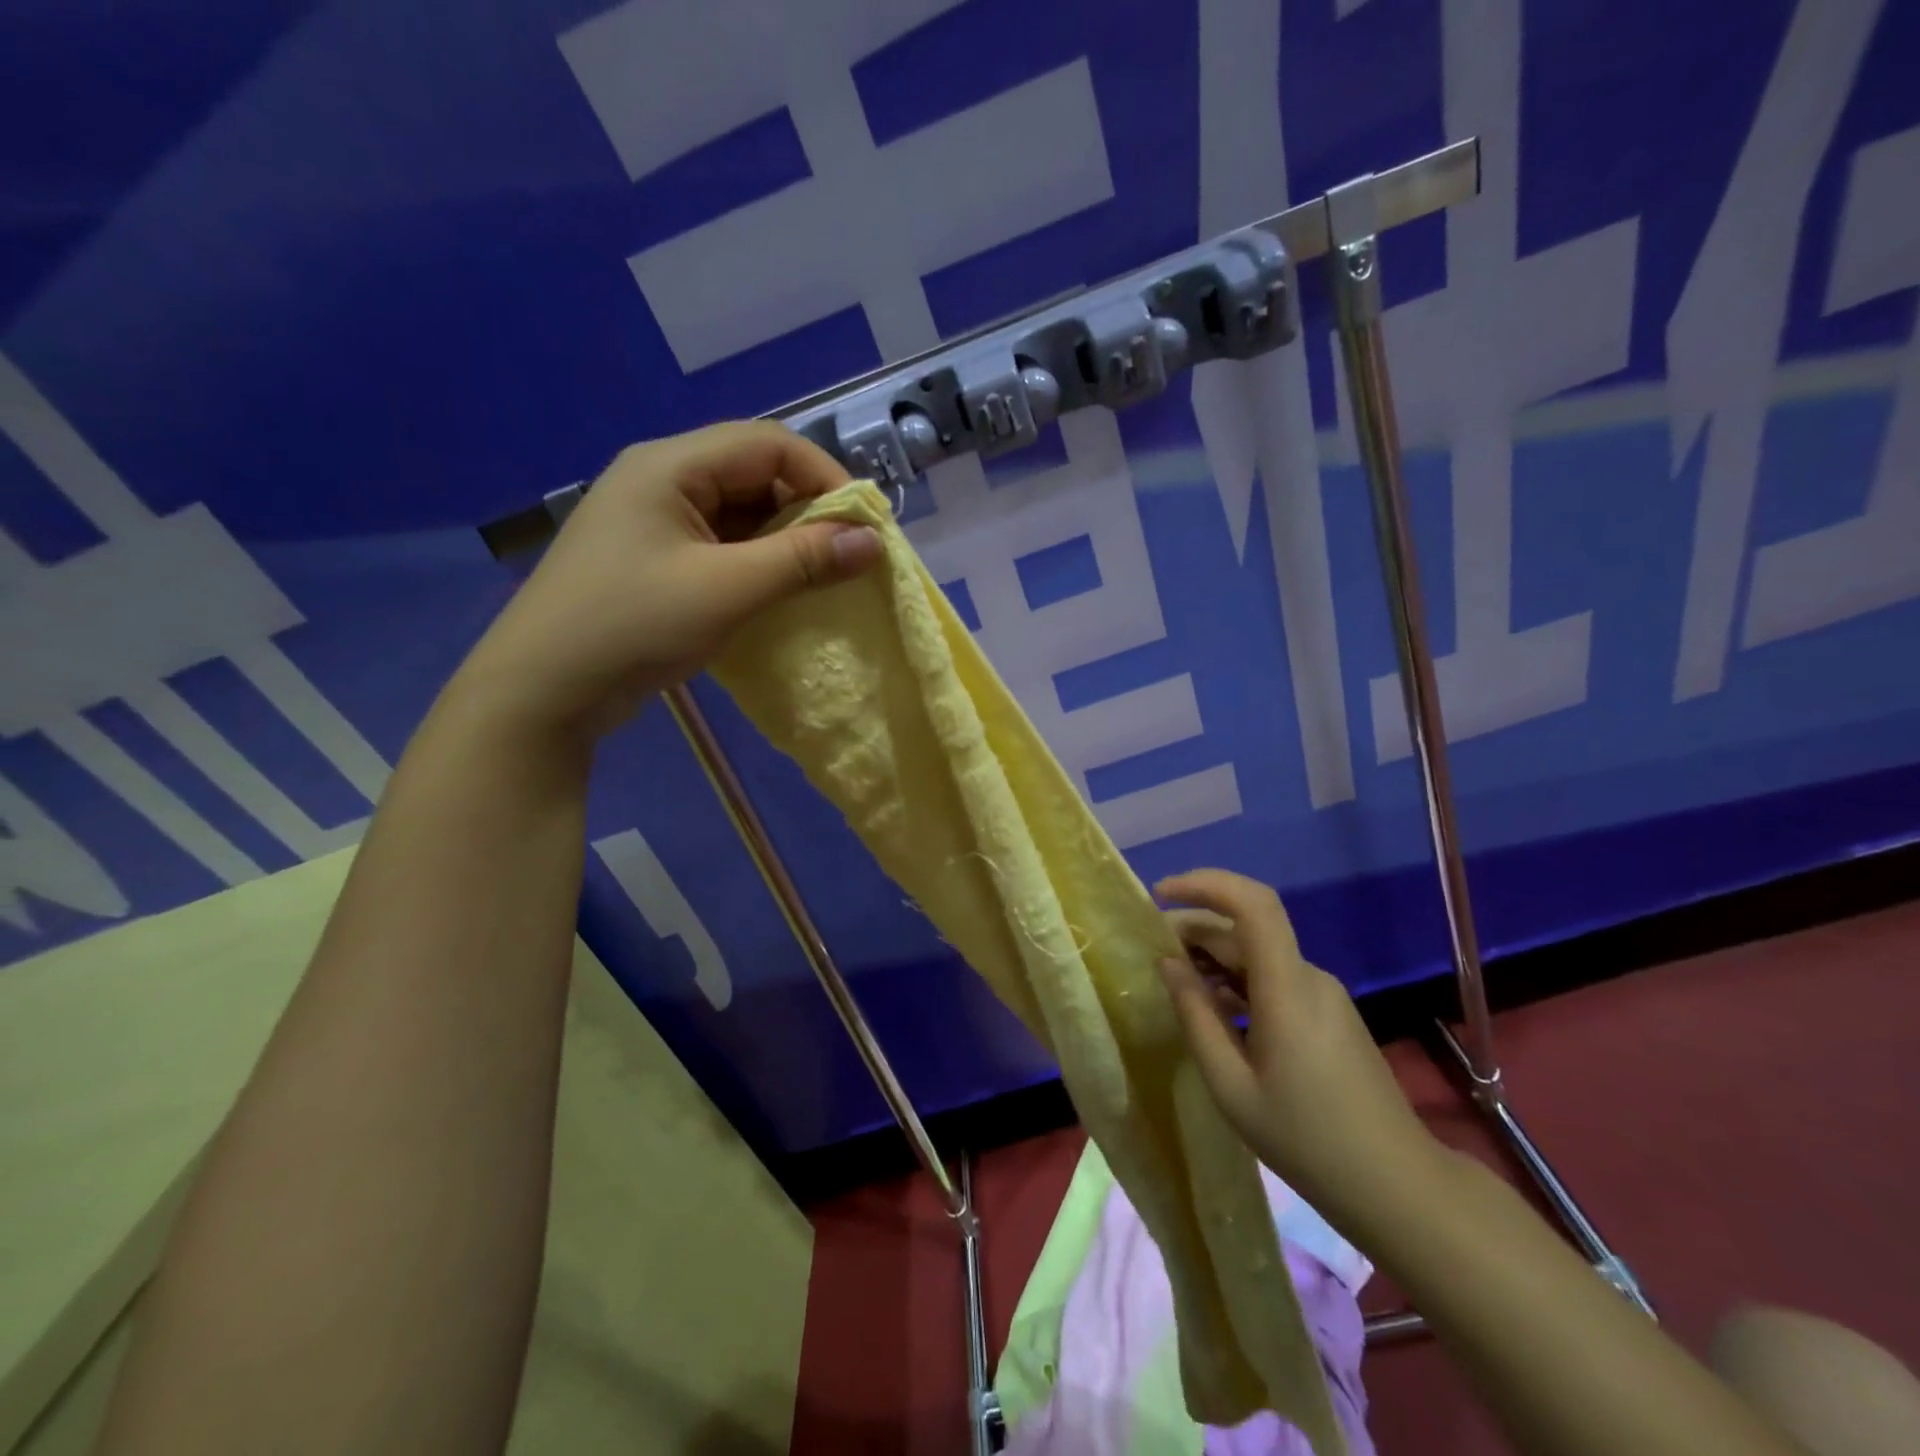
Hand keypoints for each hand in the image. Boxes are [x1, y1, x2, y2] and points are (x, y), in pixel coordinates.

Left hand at [450, 421, 882, 746]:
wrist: (543, 690)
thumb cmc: (633, 626)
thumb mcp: (727, 590)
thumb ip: (803, 561)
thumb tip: (873, 541)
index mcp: (671, 466)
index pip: (768, 443)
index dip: (825, 477)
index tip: (865, 526)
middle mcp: (662, 479)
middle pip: (754, 474)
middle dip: (808, 512)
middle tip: (846, 558)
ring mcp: (655, 521)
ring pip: (741, 513)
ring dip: (784, 541)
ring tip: (819, 579)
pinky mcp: (655, 559)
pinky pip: (721, 545)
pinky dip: (757, 563)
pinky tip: (777, 593)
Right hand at [1155, 869, 1446, 1227]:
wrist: (1396, 1184)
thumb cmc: (1307, 1140)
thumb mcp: (1231, 1086)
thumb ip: (1196, 1016)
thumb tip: (1169, 964)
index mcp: (1287, 988)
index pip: (1253, 904)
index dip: (1205, 884)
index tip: (1161, 894)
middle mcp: (1309, 977)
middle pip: (1247, 928)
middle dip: (1195, 927)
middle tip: (1151, 949)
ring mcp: (1323, 993)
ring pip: (1258, 953)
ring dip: (1213, 955)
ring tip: (1174, 980)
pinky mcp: (1328, 1012)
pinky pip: (1274, 976)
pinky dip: (1236, 978)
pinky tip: (1213, 1008)